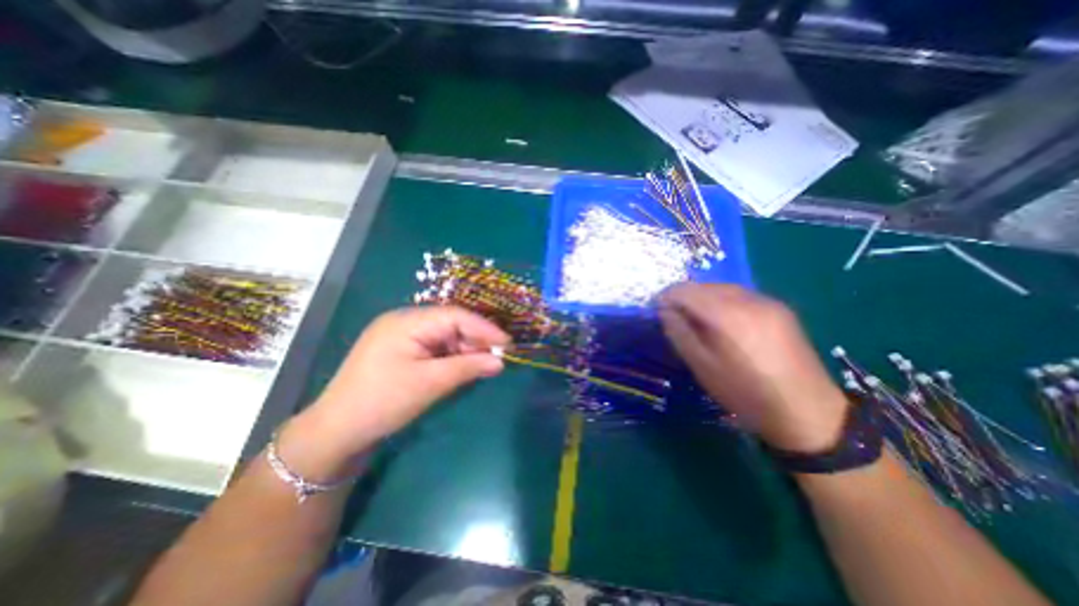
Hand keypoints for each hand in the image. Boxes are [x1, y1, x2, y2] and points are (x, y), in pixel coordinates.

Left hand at [281, 308, 511, 477]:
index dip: (484, 328)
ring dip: (465, 349)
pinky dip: (451, 356)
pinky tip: (463, 367)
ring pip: (444, 335)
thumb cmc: (383, 402)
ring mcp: (401, 334)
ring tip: (483, 365)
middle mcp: (404, 321)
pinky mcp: (402, 349)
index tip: (507, 343)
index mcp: (407, 321)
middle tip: (497, 357)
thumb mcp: (430, 384)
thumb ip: (468, 367)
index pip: (455, 316)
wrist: (337, 431)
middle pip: (451, 323)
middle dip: (475, 339)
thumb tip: (500, 361)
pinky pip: (434, 346)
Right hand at [659, 285, 850, 452]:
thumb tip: (665, 310)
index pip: (685, 290)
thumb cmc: (745, 393)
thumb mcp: (702, 366)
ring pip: (723, 287)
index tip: (656, 309)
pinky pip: (741, 295)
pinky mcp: (780, 308)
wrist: (807, 412)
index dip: (666, 296)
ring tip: (696, 318)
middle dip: (684, 296)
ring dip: (703, 297)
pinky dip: (723, 301)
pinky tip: (723, 320)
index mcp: (726, 315)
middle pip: (704, 285)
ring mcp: (767, 302)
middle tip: (674, 315)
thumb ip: (679, 333)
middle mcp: (747, 300)